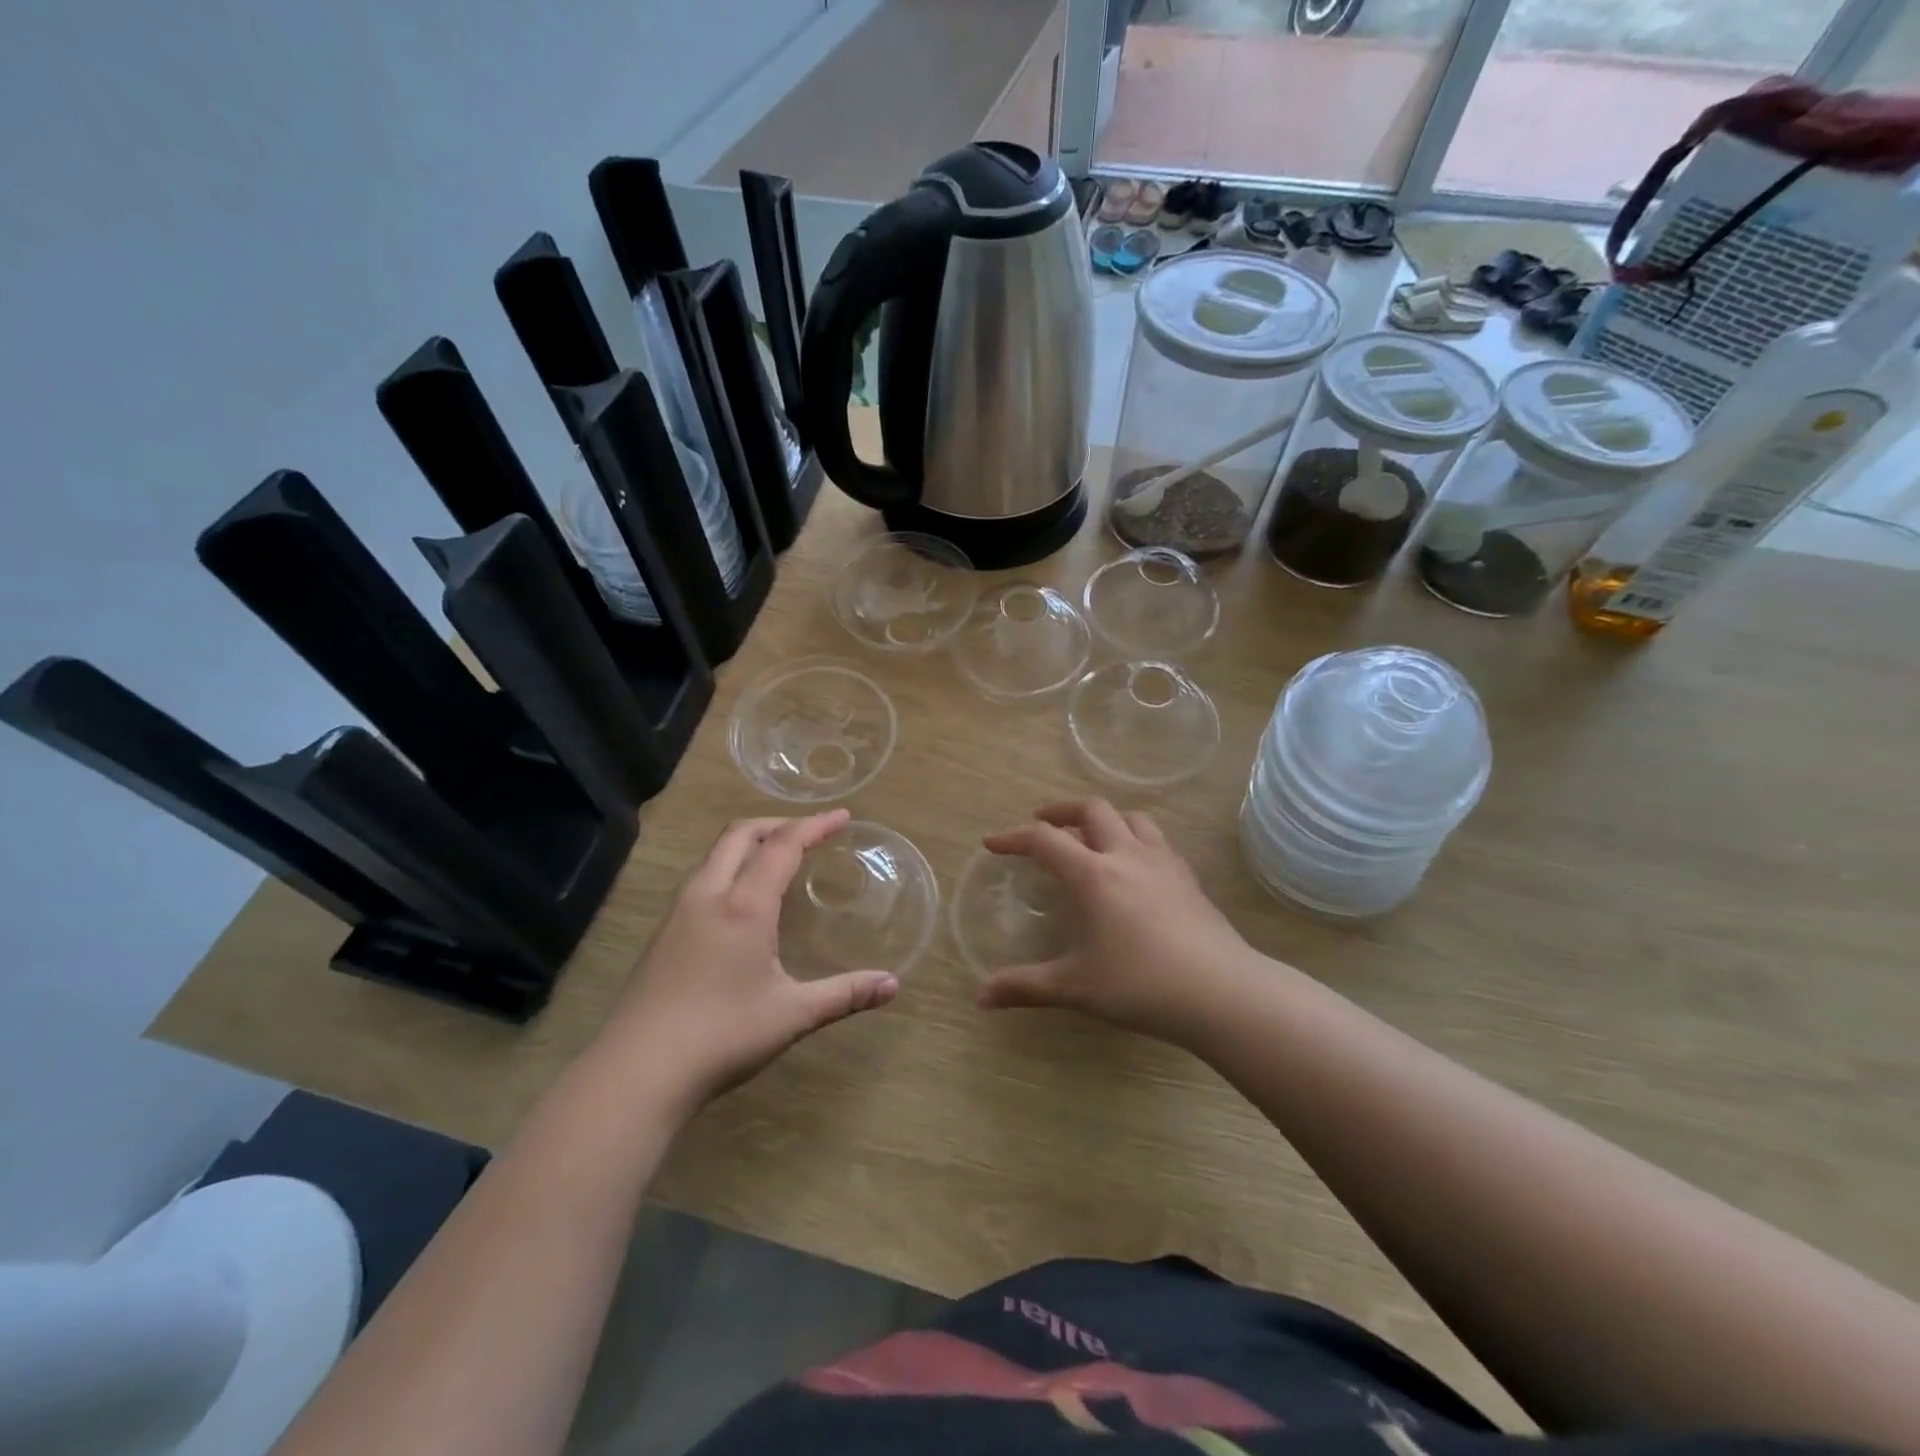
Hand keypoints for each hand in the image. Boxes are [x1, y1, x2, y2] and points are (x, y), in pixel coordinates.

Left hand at [607, 810, 897, 1109]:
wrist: (636, 1073)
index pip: (783, 845)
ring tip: (776, 859)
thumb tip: (893, 986)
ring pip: (714, 855)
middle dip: (778, 823)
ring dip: (748, 843)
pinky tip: (739, 902)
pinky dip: (728, 867)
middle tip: (810, 832)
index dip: (814, 825)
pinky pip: (700, 878)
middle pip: (740, 834)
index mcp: (743, 905)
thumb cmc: (722, 1036)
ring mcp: (678, 913)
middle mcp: (708, 895)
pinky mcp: (662, 934)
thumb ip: (845, 994)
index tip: (842, 816)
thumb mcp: (792, 1015)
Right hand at [976, 799, 1257, 1045]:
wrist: (1222, 993)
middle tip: (1042, 824)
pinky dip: (1135, 838)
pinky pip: (1157, 840)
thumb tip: (982, 997)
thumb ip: (1026, 987)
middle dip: (1061, 811)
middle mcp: (1127, 856)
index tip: (992, 843)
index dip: (1014, 837)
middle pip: (1093, 809)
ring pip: (1132, 818)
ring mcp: (1164, 863)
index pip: (1045, 840)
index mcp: (1094, 875)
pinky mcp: (1189, 878)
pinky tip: (1135, 867)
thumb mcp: (1077, 988)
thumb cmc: (1142, 986)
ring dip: (1104, 818)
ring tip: (1091, 836)